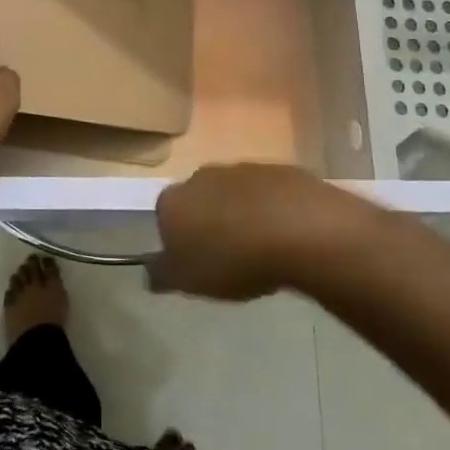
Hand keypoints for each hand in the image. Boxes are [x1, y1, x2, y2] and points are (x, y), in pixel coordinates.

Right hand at [150, 164, 384, 300]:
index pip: (165, 218)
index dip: (179, 242)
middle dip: (210, 223)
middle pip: (200, 201)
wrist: (300, 230)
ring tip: (262, 250)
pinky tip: (288, 236)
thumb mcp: (189, 281)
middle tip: (229, 258)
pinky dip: (274, 209)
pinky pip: (270, 193)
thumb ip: (162, 275)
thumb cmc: (233, 259)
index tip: (197, 264)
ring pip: (235, 194)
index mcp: (174, 200)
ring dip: (242, 215)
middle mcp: (202, 176)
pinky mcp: (281, 169)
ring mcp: (244, 168)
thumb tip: (149, 271)